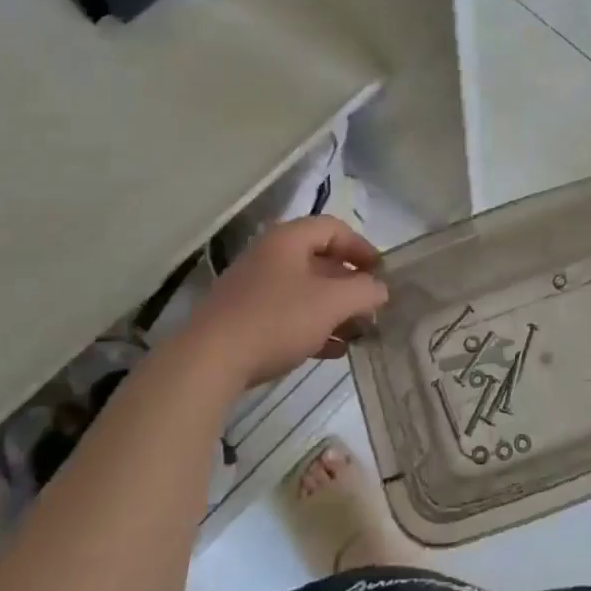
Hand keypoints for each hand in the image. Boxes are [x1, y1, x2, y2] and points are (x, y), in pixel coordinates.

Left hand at [175, 216, 387, 391]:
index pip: (335, 229)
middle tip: (372, 306)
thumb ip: (365, 291)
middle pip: (321, 261)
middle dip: (351, 284)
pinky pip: (289, 314)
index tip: (382, 274)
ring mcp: (254, 289)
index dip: (362, 248)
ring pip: (306, 291)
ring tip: (359, 333)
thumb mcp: (332, 303)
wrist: (208, 361)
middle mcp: (270, 256)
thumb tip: (380, 289)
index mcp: (288, 239)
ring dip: (335, 309)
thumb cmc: (276, 319)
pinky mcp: (244, 319)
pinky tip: (333, 351)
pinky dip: (314, 326)